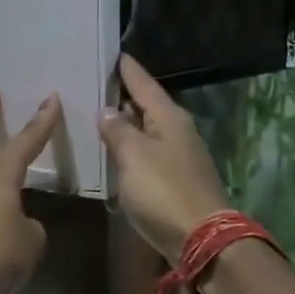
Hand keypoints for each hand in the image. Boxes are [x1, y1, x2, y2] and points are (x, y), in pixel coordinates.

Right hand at [99, 54, 230, 262]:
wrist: (201, 239)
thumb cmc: (164, 190)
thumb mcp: (133, 156)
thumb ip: (118, 131)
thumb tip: (108, 110)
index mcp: (169, 117)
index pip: (144, 84)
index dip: (127, 70)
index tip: (114, 54)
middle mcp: (177, 132)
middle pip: (147, 106)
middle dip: (123, 97)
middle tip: (94, 85)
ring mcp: (178, 158)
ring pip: (147, 132)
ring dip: (125, 125)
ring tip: (97, 116)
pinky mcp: (175, 182)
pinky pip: (147, 155)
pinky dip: (130, 150)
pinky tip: (113, 153)